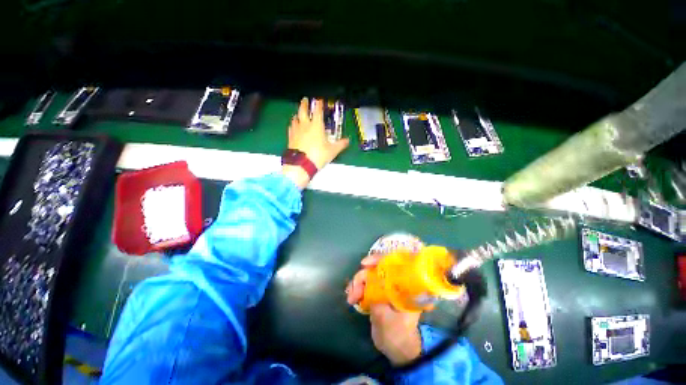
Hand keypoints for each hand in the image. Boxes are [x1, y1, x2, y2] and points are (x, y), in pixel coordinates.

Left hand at [282, 98, 349, 189]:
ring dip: (298, 114)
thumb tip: (347, 140)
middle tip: (305, 100)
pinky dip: (293, 125)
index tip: (319, 100)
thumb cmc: (318, 155)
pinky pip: (291, 128)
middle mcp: (305, 125)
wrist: (301, 164)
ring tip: (299, 113)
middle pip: (303, 110)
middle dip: (304, 104)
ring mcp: (296, 131)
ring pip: (295, 118)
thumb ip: (340, 144)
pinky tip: (293, 126)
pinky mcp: (290, 138)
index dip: (318, 104)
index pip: (317, 111)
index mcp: (316, 125)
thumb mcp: (332, 151)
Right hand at [346, 255, 421, 365]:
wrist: (397, 349)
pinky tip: (351, 298)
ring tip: (350, 298)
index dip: (378, 259)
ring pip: (369, 276)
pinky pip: (366, 284)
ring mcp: (386, 287)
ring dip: (357, 284)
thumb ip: (377, 299)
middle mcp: (396, 282)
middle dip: (362, 277)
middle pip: (376, 269)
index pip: (392, 263)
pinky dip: (357, 288)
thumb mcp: (386, 318)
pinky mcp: (379, 293)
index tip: (364, 263)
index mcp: (405, 285)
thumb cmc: (397, 334)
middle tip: (353, 293)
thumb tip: (368, 283)